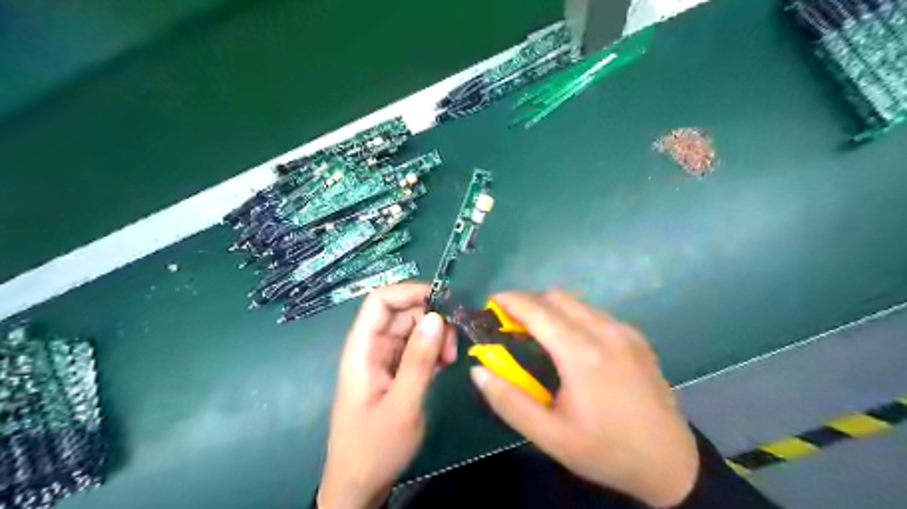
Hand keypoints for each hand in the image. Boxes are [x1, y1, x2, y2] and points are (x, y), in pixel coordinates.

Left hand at [320, 285, 460, 508]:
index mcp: (362, 349)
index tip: (443, 300)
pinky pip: (417, 349)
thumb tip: (437, 316)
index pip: (380, 301)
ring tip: (450, 360)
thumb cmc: (374, 448)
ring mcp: (384, 360)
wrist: (360, 486)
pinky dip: (433, 351)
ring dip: (435, 337)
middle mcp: (372, 348)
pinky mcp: (396, 372)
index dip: (409, 291)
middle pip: (402, 313)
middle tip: (452, 345)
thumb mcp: (402, 404)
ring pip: (414, 330)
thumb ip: (419, 360)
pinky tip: (445, 366)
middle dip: (431, 319)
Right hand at [472, 292, 696, 506]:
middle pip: (556, 297)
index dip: (510, 300)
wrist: (671, 463)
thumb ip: (509, 401)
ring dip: (550, 309)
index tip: (491, 303)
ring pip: (576, 303)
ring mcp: (625, 331)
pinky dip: (572, 317)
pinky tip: (571, 344)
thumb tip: (479, 370)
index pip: (538, 310)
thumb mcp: (550, 436)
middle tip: (511, 324)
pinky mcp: (636, 336)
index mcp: (582, 354)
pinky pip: (595, 314)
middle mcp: (605, 331)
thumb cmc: (605, 451)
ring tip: (537, 334)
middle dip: (528, 302)